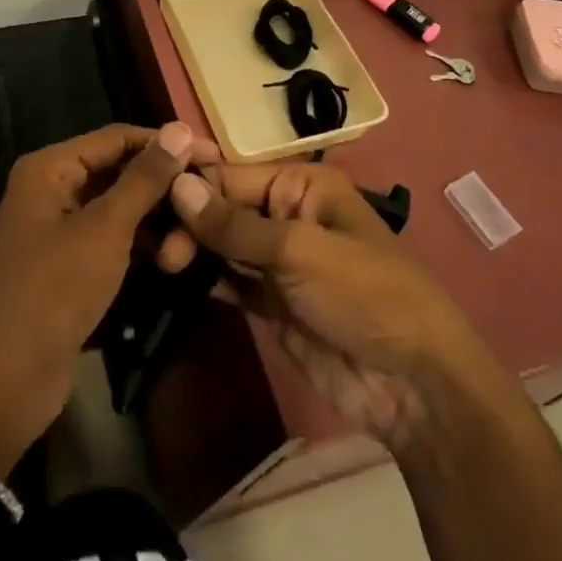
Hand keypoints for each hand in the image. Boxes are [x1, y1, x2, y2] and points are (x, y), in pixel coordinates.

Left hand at [0, 122, 218, 470]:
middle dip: (164, 191)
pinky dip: (142, 247)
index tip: (216, 157)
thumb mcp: (105, 230)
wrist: (3, 384)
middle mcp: (52, 188)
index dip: (167, 144)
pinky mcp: (70, 265)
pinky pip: (113, 240)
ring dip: (157, 224)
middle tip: (210, 207)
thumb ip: (144, 178)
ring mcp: (60, 228)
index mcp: (50, 168)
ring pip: (121, 209)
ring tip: (190, 251)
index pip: (118, 137)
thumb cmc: (53, 292)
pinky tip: (174, 262)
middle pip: (121, 172)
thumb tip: (180, 128)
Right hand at [160, 161, 480, 450]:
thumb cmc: (364, 295)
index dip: (192, 185)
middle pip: (224, 208)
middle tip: (160, 249)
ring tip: (158, 260)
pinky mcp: (271, 302)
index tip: (148, 196)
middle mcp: (286, 215)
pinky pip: (230, 281)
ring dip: (192, 249)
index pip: (233, 175)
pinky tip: (174, 279)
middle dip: (190, 221)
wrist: (413, 385)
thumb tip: (178, 186)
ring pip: (223, 244)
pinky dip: (204, 279)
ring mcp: (278, 261)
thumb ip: (235, 223)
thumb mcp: (300, 250)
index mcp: (301, 186)